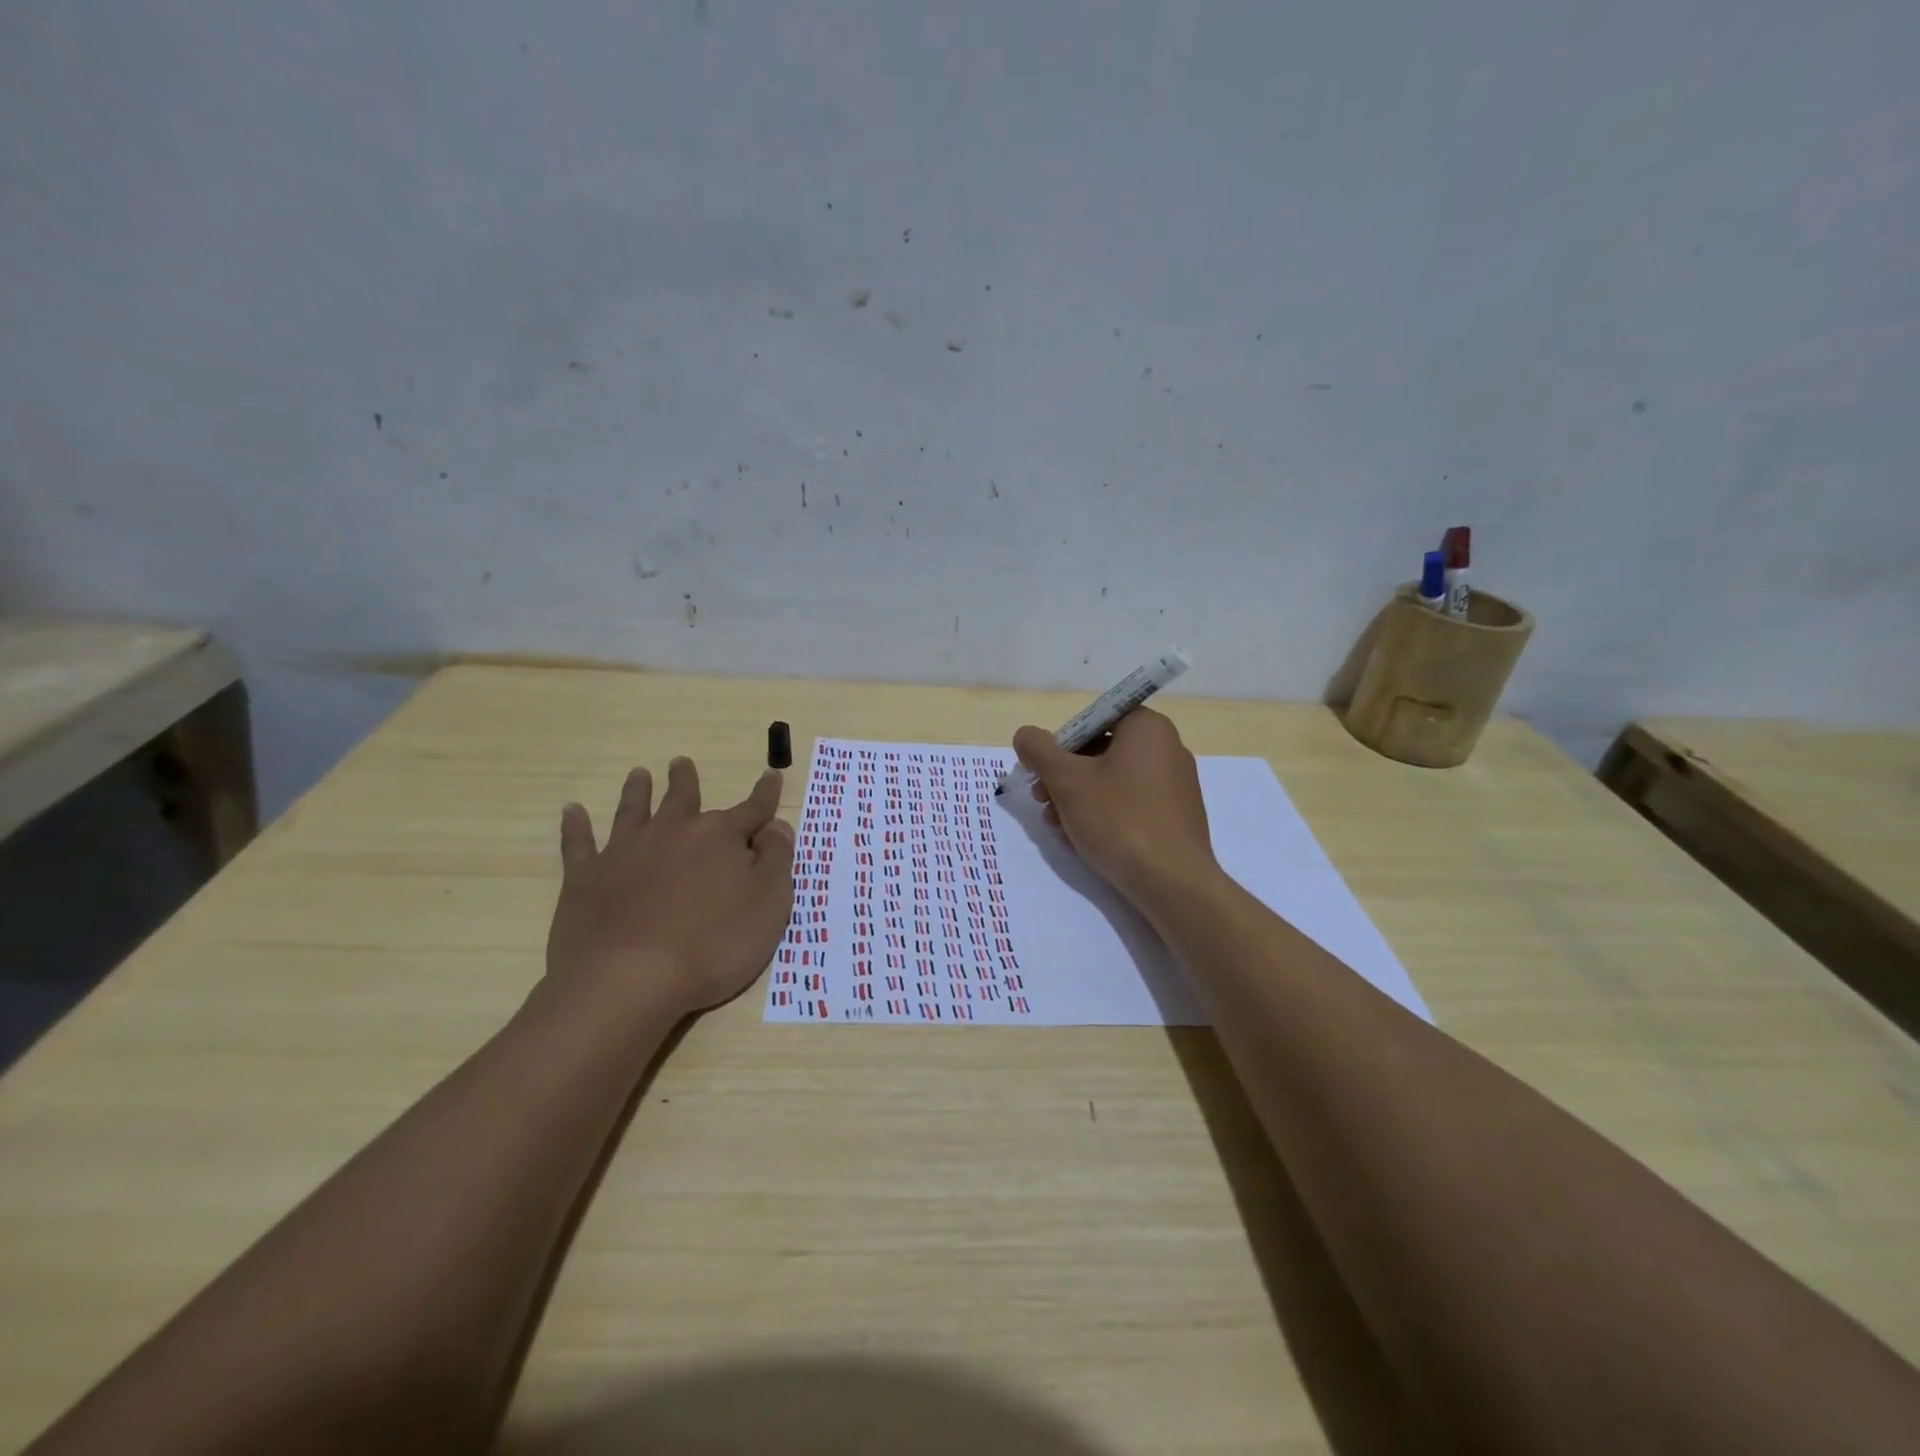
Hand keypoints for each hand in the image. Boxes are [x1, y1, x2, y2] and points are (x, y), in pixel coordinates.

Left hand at [543, 757, 794, 1018]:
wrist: (628, 981)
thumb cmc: (713, 945)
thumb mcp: (769, 904)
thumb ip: (777, 860)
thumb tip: (776, 826)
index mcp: (720, 838)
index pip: (752, 810)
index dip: (765, 794)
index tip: (772, 775)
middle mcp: (673, 833)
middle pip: (683, 799)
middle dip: (686, 781)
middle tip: (681, 763)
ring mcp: (625, 852)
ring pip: (633, 811)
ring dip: (637, 791)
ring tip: (638, 774)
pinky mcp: (585, 879)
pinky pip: (579, 844)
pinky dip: (576, 826)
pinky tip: (573, 811)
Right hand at [1011, 709, 1219, 910]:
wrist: (1173, 882)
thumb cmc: (1119, 819)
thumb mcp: (1067, 781)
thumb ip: (1039, 750)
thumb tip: (1025, 735)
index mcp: (1147, 727)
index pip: (1093, 720)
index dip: (1061, 743)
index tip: (1042, 771)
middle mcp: (1167, 748)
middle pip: (1100, 751)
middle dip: (1064, 776)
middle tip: (1042, 800)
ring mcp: (1175, 784)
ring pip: (1112, 781)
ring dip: (1077, 799)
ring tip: (1056, 827)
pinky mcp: (1176, 816)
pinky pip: (1131, 804)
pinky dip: (1103, 815)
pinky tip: (1081, 839)